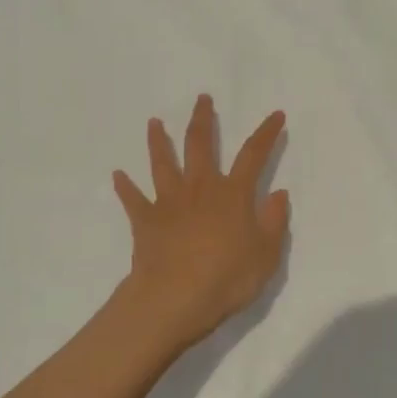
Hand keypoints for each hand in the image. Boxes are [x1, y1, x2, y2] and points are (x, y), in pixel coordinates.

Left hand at [112, 95, 289, 349]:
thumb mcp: (266, 255)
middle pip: (200, 145)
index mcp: (233, 195)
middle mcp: (200, 189)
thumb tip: (278, 193)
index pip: (253, 155)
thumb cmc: (227, 278)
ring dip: (159, 141)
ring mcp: (169, 202)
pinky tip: (118, 175)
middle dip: (203, 120)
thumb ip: (273, 221)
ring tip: (155, 122)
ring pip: (162, 163)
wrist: (174, 298)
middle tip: (202, 99)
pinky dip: (125, 186)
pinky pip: (132, 198)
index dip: (266, 134)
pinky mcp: (145, 220)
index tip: (275, 115)